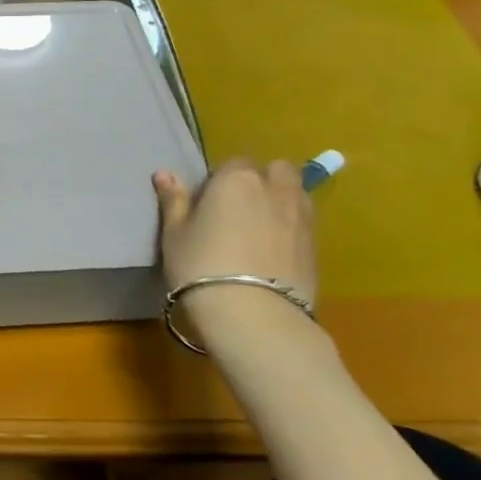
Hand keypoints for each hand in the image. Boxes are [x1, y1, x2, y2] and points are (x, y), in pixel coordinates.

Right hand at [153, 158, 317, 306]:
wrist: (253, 316)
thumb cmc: (201, 266)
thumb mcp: (175, 234)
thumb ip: (174, 200)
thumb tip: (164, 173)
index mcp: (237, 179)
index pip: (232, 163)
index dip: (220, 181)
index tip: (206, 204)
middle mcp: (275, 189)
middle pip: (276, 170)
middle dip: (262, 180)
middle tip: (239, 208)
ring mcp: (301, 217)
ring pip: (295, 194)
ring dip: (280, 200)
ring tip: (258, 228)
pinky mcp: (317, 247)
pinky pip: (303, 223)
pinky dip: (291, 228)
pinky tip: (272, 252)